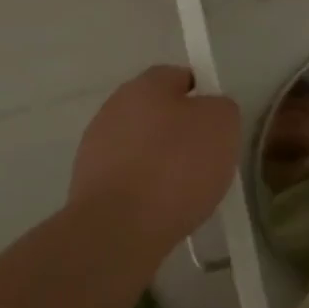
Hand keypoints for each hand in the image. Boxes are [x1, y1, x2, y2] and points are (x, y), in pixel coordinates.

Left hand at [70, 66, 240, 251]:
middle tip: (205, 158)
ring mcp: (95, 147)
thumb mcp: (223, 124)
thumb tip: (209, 111)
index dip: (203, 98)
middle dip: (180, 132)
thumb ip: (221, 108)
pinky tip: (159, 211)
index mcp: (147, 84)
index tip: (217, 126)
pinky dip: (142, 190)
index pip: (180, 77)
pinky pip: (126, 179)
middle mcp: (115, 107)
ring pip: (140, 147)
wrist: (118, 230)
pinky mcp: (85, 185)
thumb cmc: (176, 166)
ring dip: (159, 162)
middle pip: (157, 113)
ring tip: (184, 192)